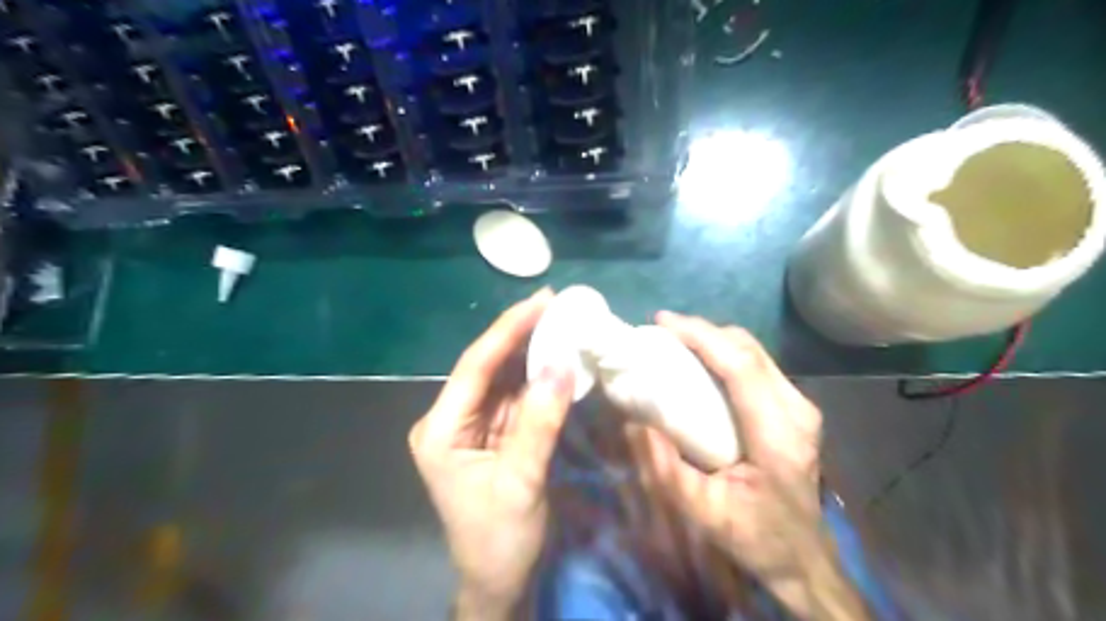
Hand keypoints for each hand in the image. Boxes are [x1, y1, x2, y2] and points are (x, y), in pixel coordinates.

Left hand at [411, 288, 574, 617]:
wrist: (500, 581)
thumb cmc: (500, 539)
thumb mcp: (521, 482)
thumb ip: (540, 422)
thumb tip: (561, 364)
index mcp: (442, 430)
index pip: (475, 367)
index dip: (507, 330)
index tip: (540, 301)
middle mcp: (452, 419)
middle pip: (488, 366)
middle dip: (521, 334)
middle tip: (556, 303)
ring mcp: (474, 425)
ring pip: (504, 377)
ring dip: (532, 351)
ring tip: (561, 320)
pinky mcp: (495, 433)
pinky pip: (517, 396)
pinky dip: (538, 376)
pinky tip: (556, 356)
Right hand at [631, 313, 862, 618]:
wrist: (802, 555)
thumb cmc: (754, 536)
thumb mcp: (702, 513)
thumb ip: (665, 470)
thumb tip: (633, 422)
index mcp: (778, 436)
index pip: (741, 366)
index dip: (702, 336)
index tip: (663, 322)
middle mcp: (796, 410)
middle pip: (748, 348)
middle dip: (703, 330)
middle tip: (662, 330)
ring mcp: (801, 405)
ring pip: (754, 350)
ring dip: (713, 338)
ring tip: (676, 341)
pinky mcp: (795, 406)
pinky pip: (757, 363)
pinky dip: (725, 352)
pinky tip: (700, 360)